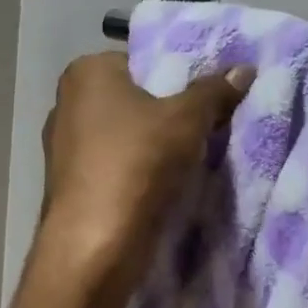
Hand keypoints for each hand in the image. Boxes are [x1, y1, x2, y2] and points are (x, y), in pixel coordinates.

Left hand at [37, 52, 253, 289]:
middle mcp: (66, 101)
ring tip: (195, 155)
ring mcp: (63, 146)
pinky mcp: (70, 183)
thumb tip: (245, 69)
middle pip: (135, 97)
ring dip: (155, 144)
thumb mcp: (187, 119)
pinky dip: (139, 170)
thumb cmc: (137, 163)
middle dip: (169, 111)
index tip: (209, 95)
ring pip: (125, 134)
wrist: (93, 247)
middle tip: (209, 123)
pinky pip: (116, 164)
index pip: (143, 60)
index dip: (180, 75)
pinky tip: (167, 183)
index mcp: (87, 72)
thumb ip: (214, 91)